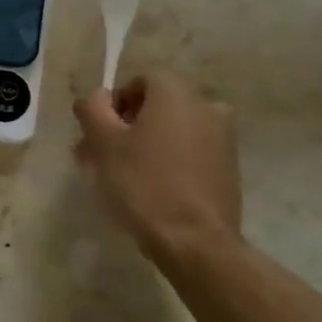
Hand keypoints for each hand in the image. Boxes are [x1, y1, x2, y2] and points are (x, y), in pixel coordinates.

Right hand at [74, 74, 243, 268]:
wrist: (195, 242)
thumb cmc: (144, 184)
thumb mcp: (104, 142)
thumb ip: (92, 108)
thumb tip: (96, 98)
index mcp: (177, 93)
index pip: (140, 79)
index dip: (114, 102)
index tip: (99, 132)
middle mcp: (206, 106)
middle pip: (157, 105)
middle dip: (125, 126)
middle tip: (100, 156)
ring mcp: (223, 138)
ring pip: (172, 130)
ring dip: (145, 144)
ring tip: (120, 176)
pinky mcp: (228, 168)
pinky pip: (190, 151)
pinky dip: (168, 160)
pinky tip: (149, 188)